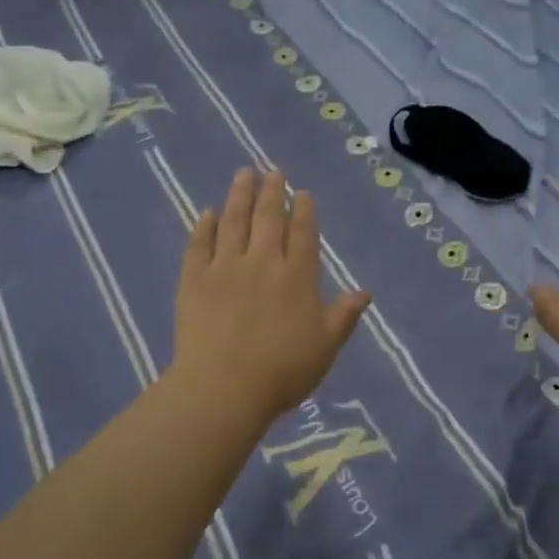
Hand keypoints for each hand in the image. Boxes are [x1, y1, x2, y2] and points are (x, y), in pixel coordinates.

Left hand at [171, 168, 371, 422]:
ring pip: (234, 221)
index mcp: (297, 277)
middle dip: (273, 191)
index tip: (302, 192)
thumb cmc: (282, 371)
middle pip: (268, 218)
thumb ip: (343, 316)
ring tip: (244, 173)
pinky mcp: (194, 279)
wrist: (223, 387)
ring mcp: (225, 267)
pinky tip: (207, 212)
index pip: (303, 233)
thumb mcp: (325, 347)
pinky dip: (204, 225)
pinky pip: (199, 244)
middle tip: (274, 171)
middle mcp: (263, 262)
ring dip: (240, 195)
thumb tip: (364, 291)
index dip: (304, 210)